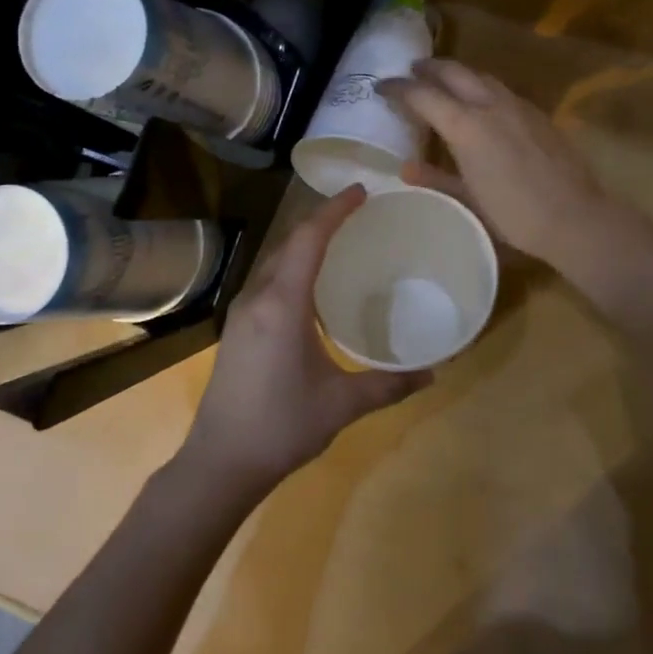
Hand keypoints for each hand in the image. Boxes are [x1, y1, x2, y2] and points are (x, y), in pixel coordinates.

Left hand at [180, 186, 430, 497]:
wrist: (219, 461)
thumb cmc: (281, 426)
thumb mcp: (342, 405)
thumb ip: (388, 385)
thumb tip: (433, 373)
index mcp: (283, 304)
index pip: (309, 239)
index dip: (335, 210)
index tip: (361, 192)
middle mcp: (258, 296)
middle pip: (290, 242)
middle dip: (322, 222)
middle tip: (357, 213)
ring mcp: (241, 311)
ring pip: (275, 260)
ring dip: (305, 244)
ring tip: (340, 242)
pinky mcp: (236, 328)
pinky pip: (268, 280)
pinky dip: (293, 267)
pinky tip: (312, 288)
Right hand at [380, 58, 611, 264]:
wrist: (574, 217)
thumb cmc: (514, 215)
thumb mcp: (468, 200)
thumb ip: (436, 178)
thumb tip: (406, 169)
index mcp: (466, 126)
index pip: (422, 95)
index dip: (398, 88)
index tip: (380, 86)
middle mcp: (489, 105)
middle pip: (453, 71)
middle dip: (428, 68)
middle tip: (411, 71)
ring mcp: (517, 105)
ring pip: (480, 75)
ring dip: (456, 73)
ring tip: (442, 81)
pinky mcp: (536, 113)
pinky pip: (500, 89)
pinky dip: (480, 86)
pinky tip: (480, 102)